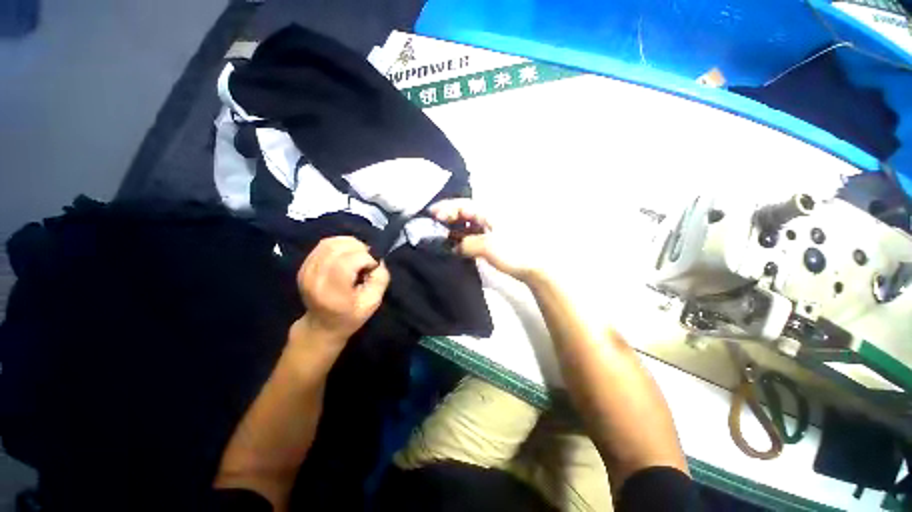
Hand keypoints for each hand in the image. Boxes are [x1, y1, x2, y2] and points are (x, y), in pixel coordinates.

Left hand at [296, 237, 389, 346]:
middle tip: (367, 260)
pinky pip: (323, 245)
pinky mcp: (304, 266)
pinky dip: (340, 244)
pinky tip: (347, 254)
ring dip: (350, 244)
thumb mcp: (372, 303)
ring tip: (359, 255)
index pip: (348, 261)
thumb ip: (380, 280)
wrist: (321, 326)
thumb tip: (378, 261)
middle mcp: (315, 278)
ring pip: (330, 243)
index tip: (372, 267)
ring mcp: (306, 271)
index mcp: (333, 292)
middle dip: (359, 249)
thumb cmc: (350, 317)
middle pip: (338, 248)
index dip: (366, 258)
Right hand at [429, 199, 543, 281]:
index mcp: (489, 212)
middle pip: (464, 212)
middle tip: (432, 226)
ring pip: (468, 224)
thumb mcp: (488, 246)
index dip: (446, 208)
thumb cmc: (514, 252)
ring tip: (440, 236)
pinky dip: (463, 238)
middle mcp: (489, 216)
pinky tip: (455, 245)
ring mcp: (492, 228)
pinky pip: (473, 234)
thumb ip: (467, 244)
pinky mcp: (493, 240)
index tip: (430, 215)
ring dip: (454, 229)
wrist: (536, 266)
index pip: (463, 205)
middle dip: (447, 217)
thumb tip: (455, 247)